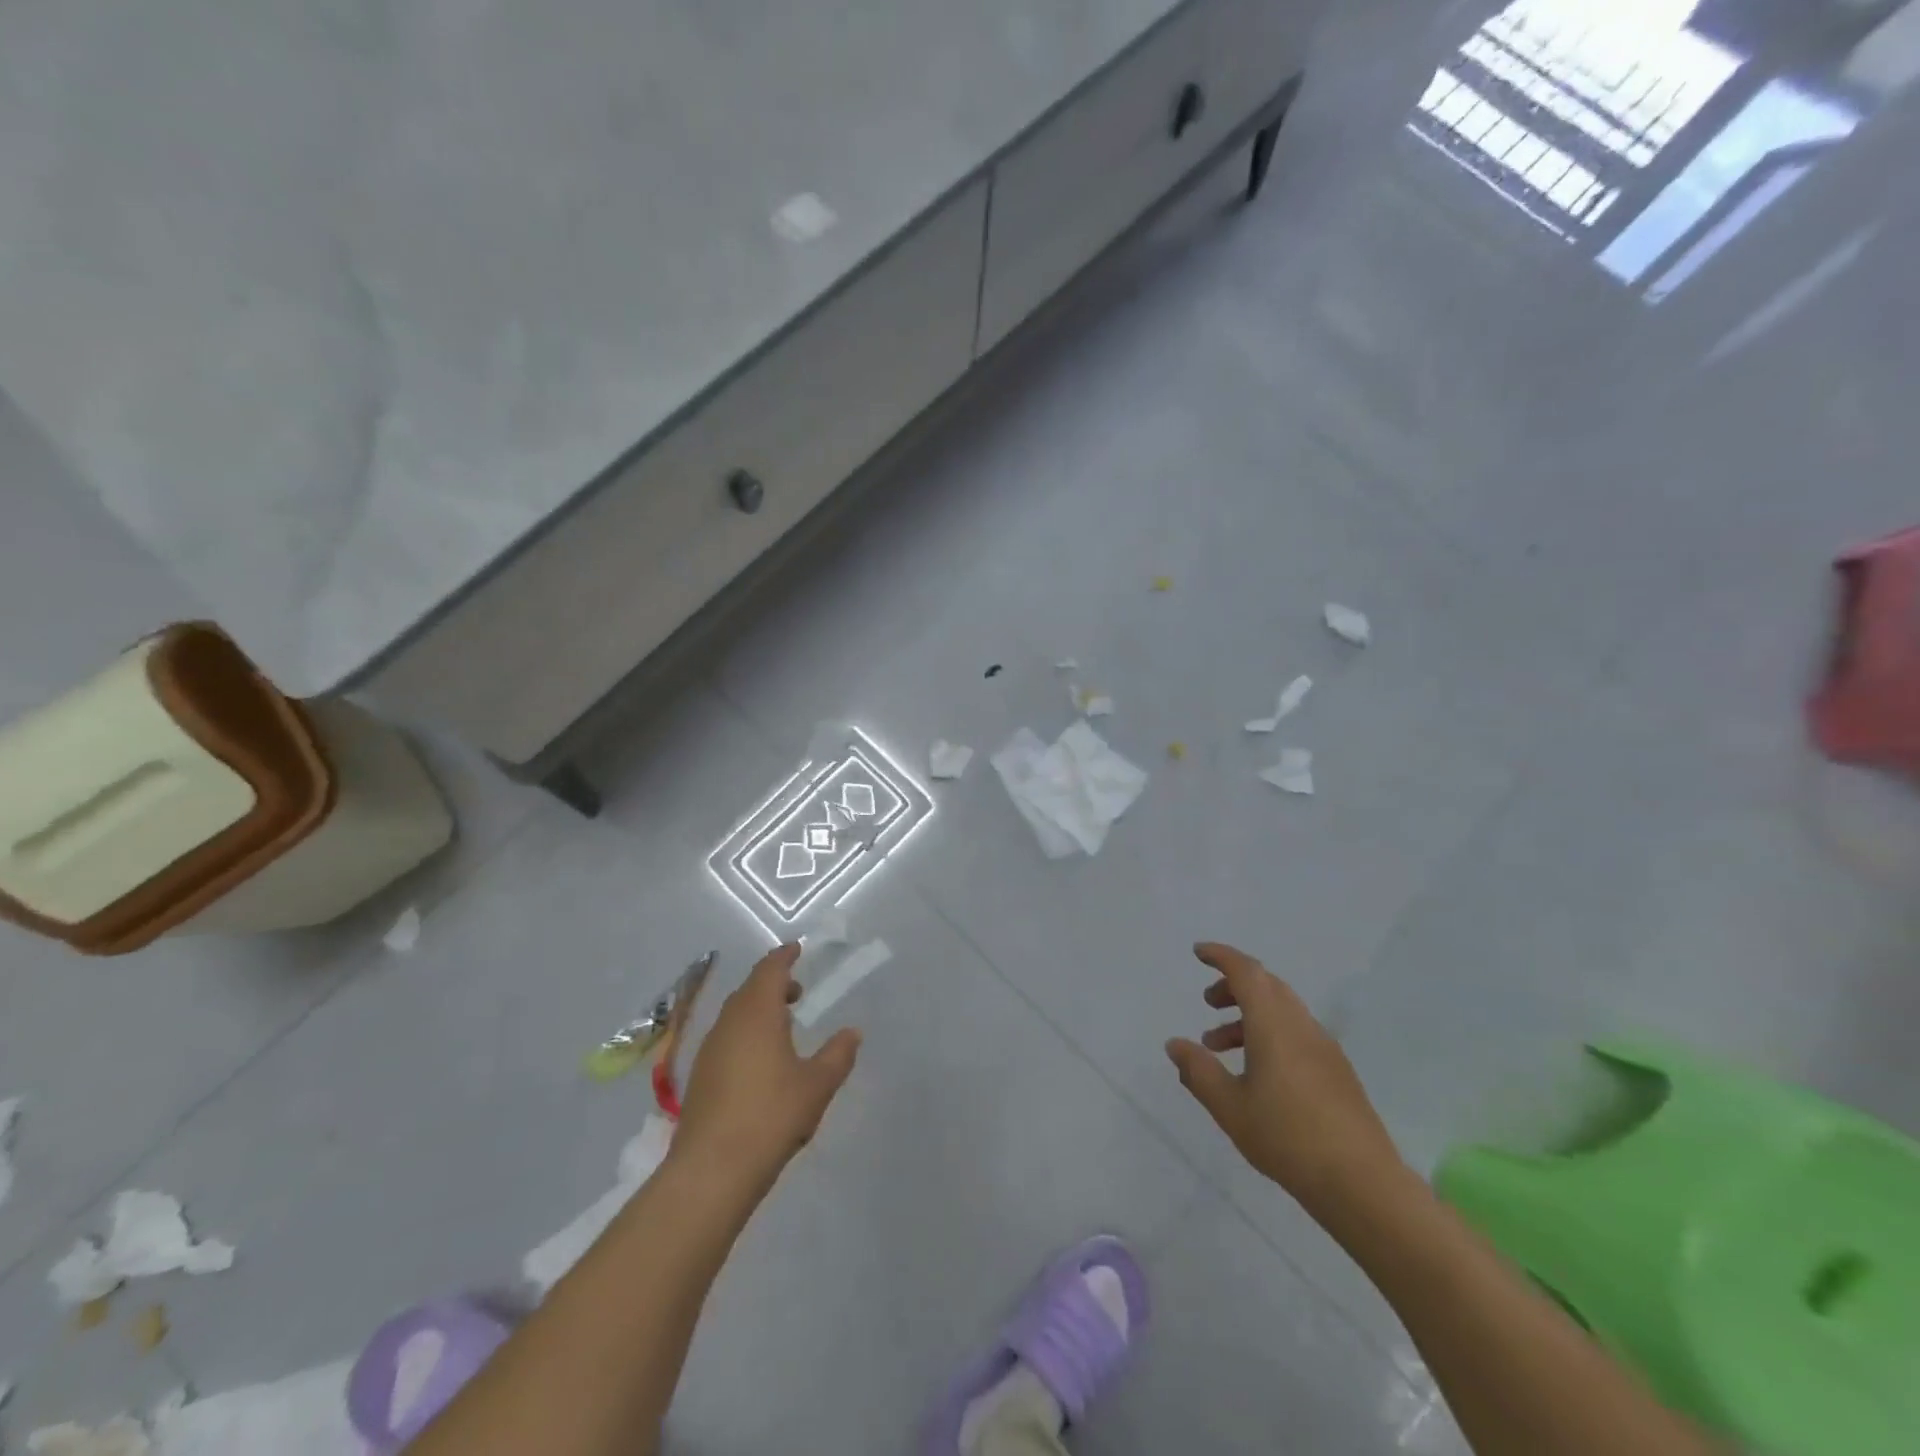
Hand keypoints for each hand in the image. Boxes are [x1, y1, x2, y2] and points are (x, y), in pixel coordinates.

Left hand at [671, 944, 861, 1194]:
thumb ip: (838, 1055)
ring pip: (735, 1014)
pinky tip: (760, 1059)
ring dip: (758, 1009)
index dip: (784, 957)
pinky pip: (726, 1037)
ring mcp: (710, 1049)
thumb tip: (853, 1032)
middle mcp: (729, 1022)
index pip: (770, 970)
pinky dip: (745, 1032)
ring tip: (783, 1025)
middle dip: (772, 983)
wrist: (712, 1170)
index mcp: (757, 1013)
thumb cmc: (771, 1116)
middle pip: (749, 989)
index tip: (797, 950)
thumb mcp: (817, 1085)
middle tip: (796, 991)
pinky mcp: (700, 1076)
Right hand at [1166, 942, 1403, 1216]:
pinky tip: (1257, 1072)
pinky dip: (1269, 1034)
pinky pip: (1296, 1032)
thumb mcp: (1229, 1106)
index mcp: (1274, 1024)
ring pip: (1282, 1010)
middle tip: (1208, 1002)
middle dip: (1234, 985)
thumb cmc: (1287, 1138)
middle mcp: (1301, 1026)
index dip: (1221, 956)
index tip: (1198, 952)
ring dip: (1249, 1015)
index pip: (1246, 971)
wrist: (1362, 1184)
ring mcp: (1324, 1048)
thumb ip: (1198, 1071)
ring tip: (1219, 1046)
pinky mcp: (1337, 1071)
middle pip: (1267, 985)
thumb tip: (1175, 1044)